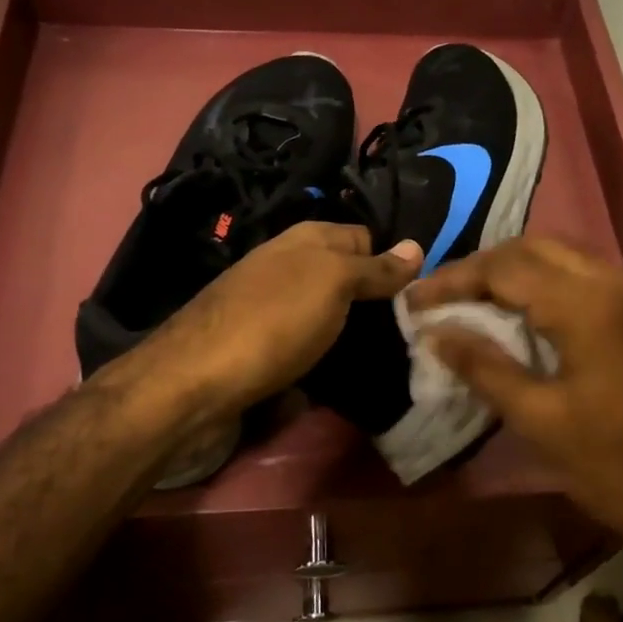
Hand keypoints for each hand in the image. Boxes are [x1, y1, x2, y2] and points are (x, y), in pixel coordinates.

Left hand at [142, 222, 421, 418]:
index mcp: (307, 239)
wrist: (195, 383)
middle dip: (378, 302)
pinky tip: (349, 374)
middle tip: (418, 331)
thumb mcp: (332, 284)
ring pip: (330, 313)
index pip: (367, 238)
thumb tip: (417, 246)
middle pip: (348, 277)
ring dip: (356, 332)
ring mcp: (273, 306)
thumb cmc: (273, 322)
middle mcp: (289, 265)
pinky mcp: (264, 345)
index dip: (395, 262)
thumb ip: (375, 267)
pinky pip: (310, 342)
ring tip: (395, 356)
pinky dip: (329, 355)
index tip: (426, 295)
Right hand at [407, 237, 622, 575]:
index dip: (453, 280)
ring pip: (563, 259)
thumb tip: (436, 333)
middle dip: (483, 268)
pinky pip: (587, 280)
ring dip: (515, 274)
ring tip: (474, 306)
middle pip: (535, 248)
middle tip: (443, 300)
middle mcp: (617, 283)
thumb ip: (485, 368)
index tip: (414, 303)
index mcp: (589, 304)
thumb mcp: (543, 422)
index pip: (505, 268)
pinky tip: (525, 320)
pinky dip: (547, 287)